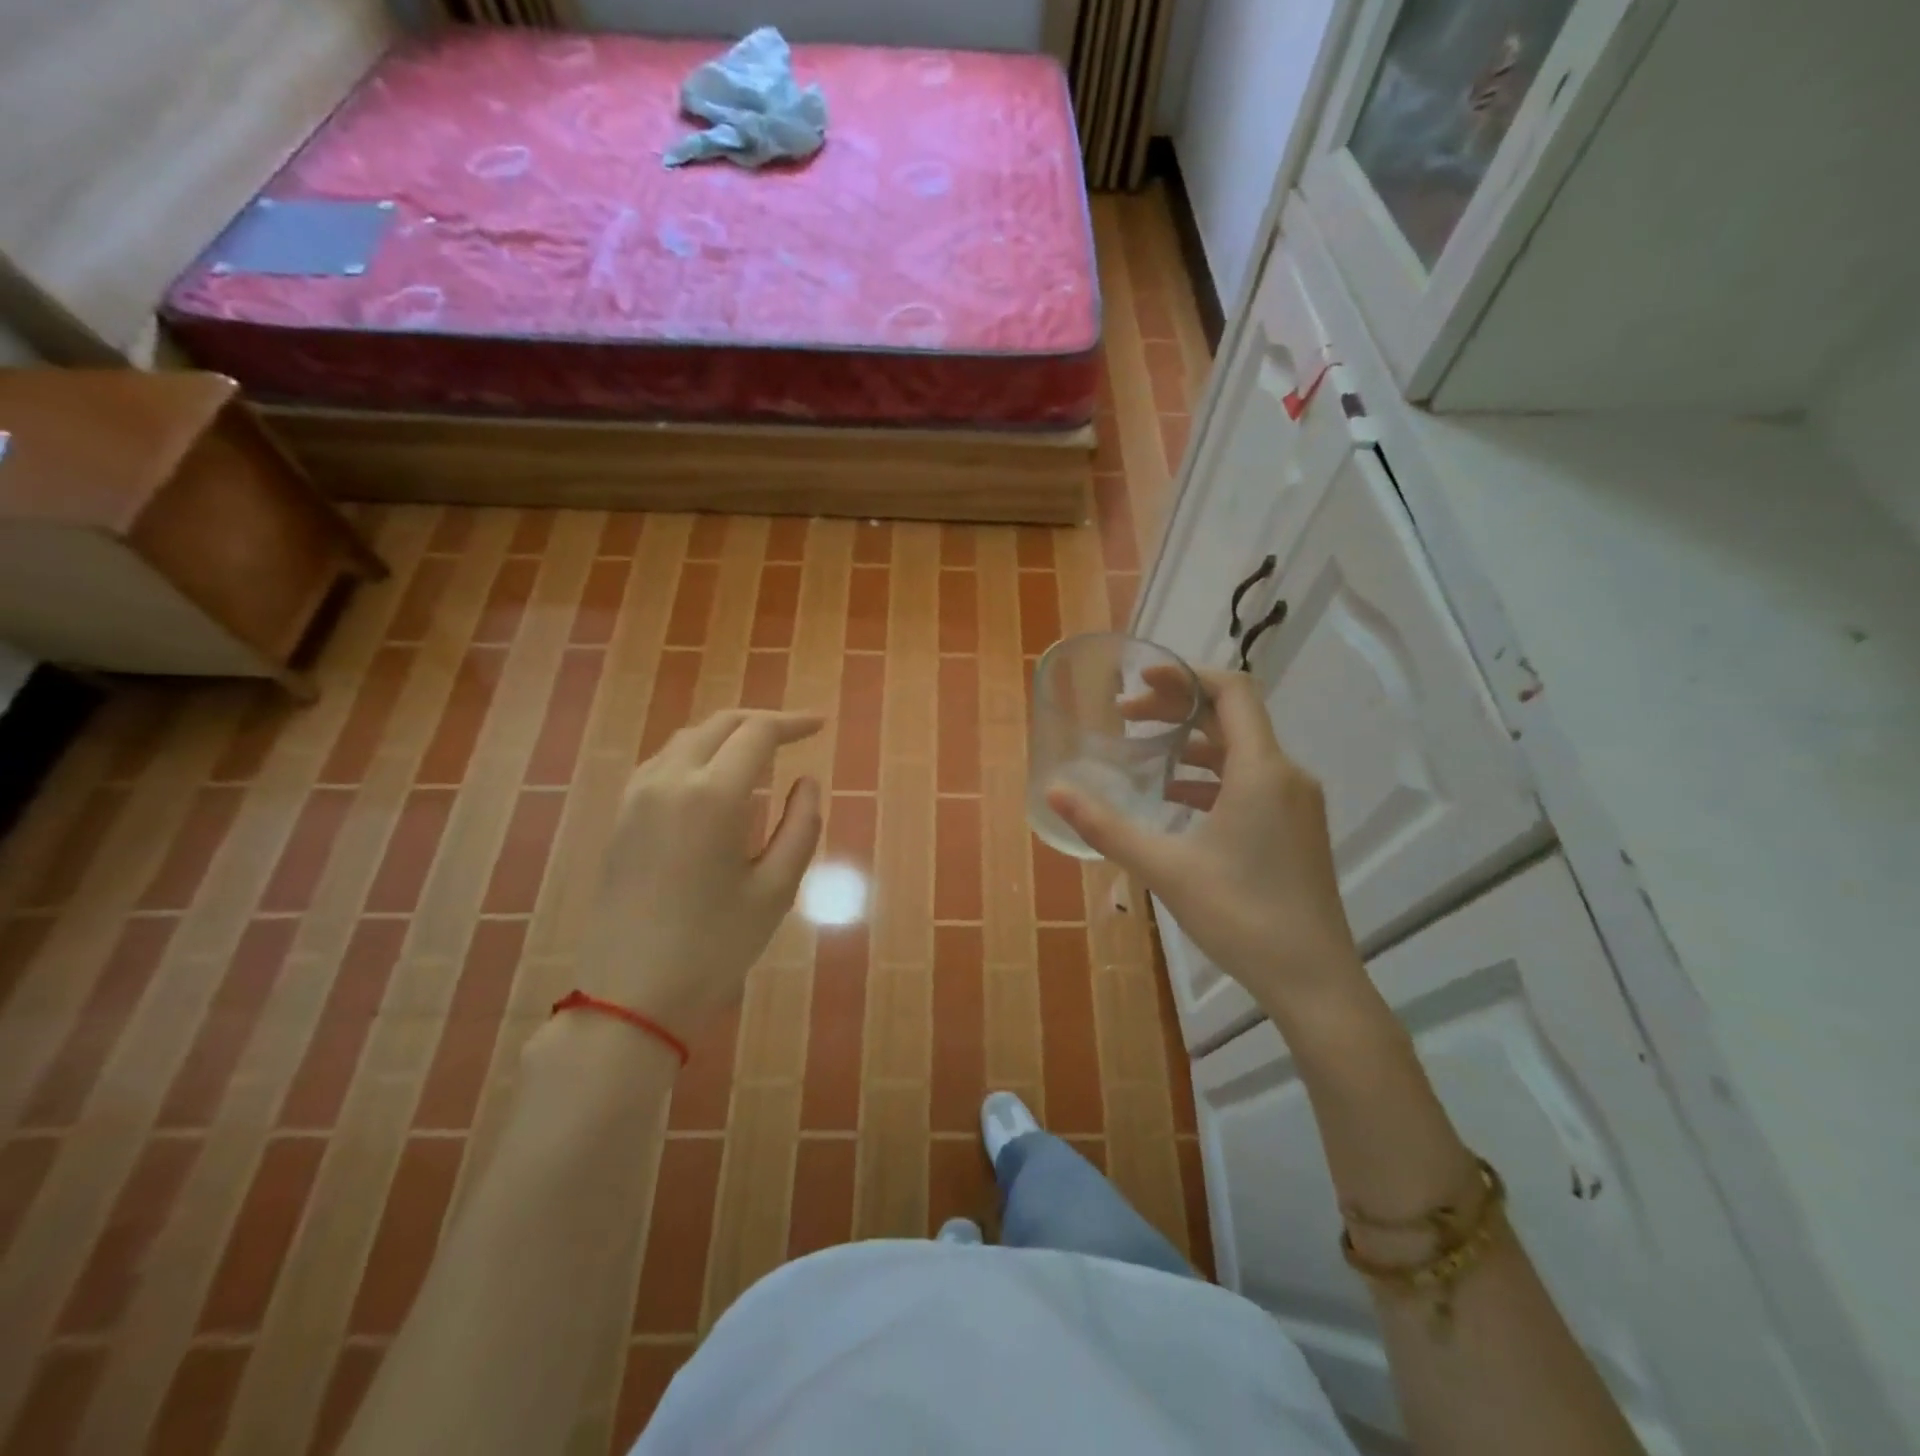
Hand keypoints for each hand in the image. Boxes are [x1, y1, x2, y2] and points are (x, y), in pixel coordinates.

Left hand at [579, 710, 823, 1041]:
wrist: (630, 996)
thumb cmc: (715, 945)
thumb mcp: (776, 889)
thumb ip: (801, 825)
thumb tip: (807, 782)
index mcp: (712, 795)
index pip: (757, 733)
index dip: (792, 723)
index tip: (821, 725)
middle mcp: (669, 781)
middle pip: (719, 725)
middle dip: (761, 722)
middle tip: (796, 734)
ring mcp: (637, 797)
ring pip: (687, 739)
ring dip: (726, 735)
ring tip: (760, 752)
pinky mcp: (621, 817)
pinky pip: (663, 762)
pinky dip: (696, 754)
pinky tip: (713, 778)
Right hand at [1047, 667, 1365, 1022]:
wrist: (1314, 980)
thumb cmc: (1240, 916)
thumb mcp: (1165, 868)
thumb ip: (1106, 826)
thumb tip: (1055, 791)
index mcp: (1262, 771)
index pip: (1232, 692)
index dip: (1185, 675)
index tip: (1140, 679)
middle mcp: (1286, 775)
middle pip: (1232, 717)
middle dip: (1177, 709)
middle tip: (1126, 717)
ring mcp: (1296, 803)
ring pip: (1242, 751)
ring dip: (1193, 744)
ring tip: (1145, 755)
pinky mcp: (1296, 828)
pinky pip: (1252, 781)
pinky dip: (1212, 777)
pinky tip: (1177, 800)